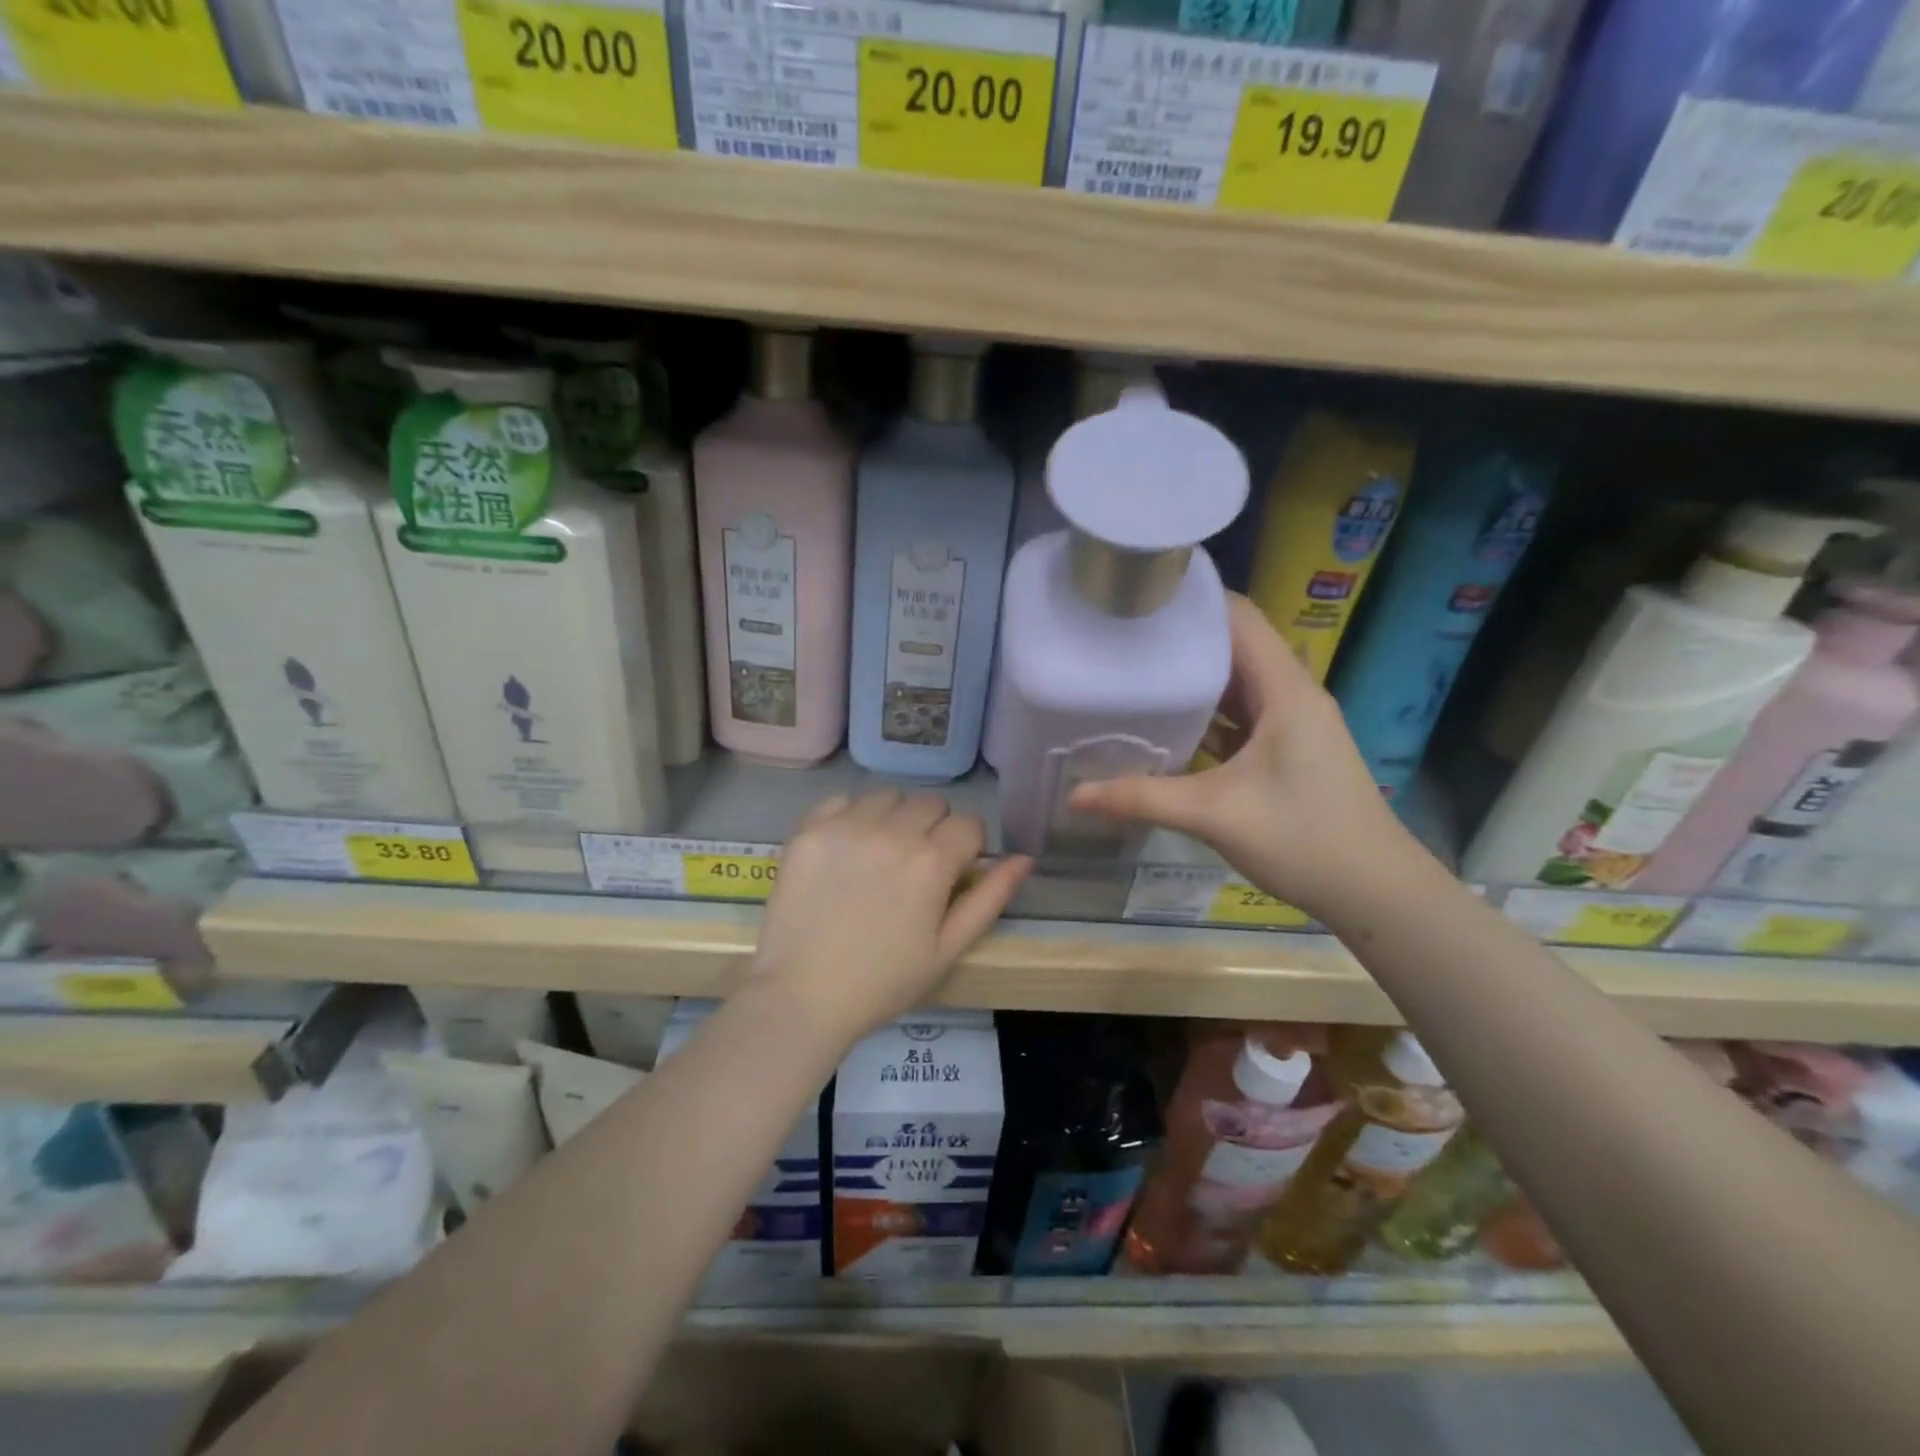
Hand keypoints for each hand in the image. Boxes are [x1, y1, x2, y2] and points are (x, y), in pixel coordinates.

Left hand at [753, 790, 1032, 1041]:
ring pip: (888, 797)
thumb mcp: (948, 949)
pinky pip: (842, 800)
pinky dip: (851, 817)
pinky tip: (845, 850)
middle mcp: (892, 831)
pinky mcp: (809, 829)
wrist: (801, 996)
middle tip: (915, 867)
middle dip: (934, 829)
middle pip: (931, 803)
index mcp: (932, 861)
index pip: (969, 823)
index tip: (953, 872)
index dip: (968, 847)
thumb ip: (990, 898)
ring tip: (879, 856)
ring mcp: (846, 826)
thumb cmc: (883, 981)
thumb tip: (1024, 857)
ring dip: (893, 818)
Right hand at [1068, 594, 1420, 917]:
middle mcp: (1290, 694)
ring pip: (1235, 683)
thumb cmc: (1305, 840)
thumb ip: (1142, 799)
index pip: (1238, 617)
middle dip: (1180, 638)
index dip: (1191, 600)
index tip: (1137, 597)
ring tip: (1132, 673)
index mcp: (1284, 690)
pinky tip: (1166, 726)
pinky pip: (1240, 716)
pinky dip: (1205, 714)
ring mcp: (1291, 723)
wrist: (1376, 891)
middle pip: (1232, 645)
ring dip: (1191, 678)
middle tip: (1119, 637)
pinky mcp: (1287, 749)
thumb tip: (1074, 796)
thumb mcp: (1216, 816)